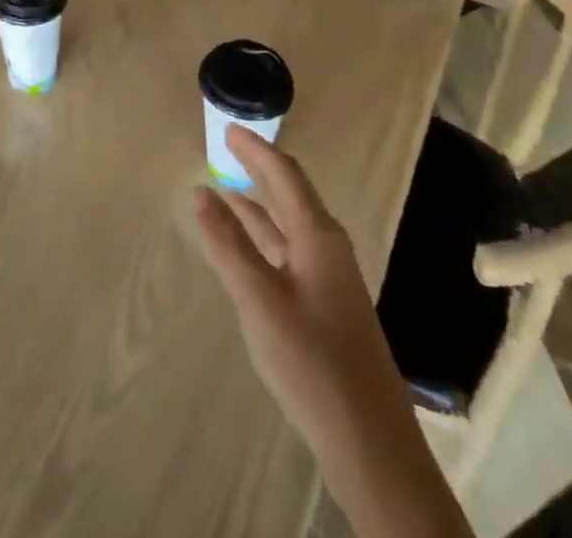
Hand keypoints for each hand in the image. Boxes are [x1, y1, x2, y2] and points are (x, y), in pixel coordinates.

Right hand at [192, 124, 386, 453]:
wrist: (370, 445)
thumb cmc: (312, 363)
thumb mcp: (259, 300)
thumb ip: (228, 245)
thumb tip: (201, 193)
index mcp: (318, 237)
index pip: (284, 176)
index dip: (255, 150)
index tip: (228, 128)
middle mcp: (327, 249)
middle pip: (291, 195)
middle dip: (259, 169)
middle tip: (227, 147)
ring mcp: (329, 279)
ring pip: (288, 226)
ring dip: (257, 205)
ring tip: (223, 189)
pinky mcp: (326, 307)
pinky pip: (288, 252)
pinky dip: (263, 238)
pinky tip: (245, 247)